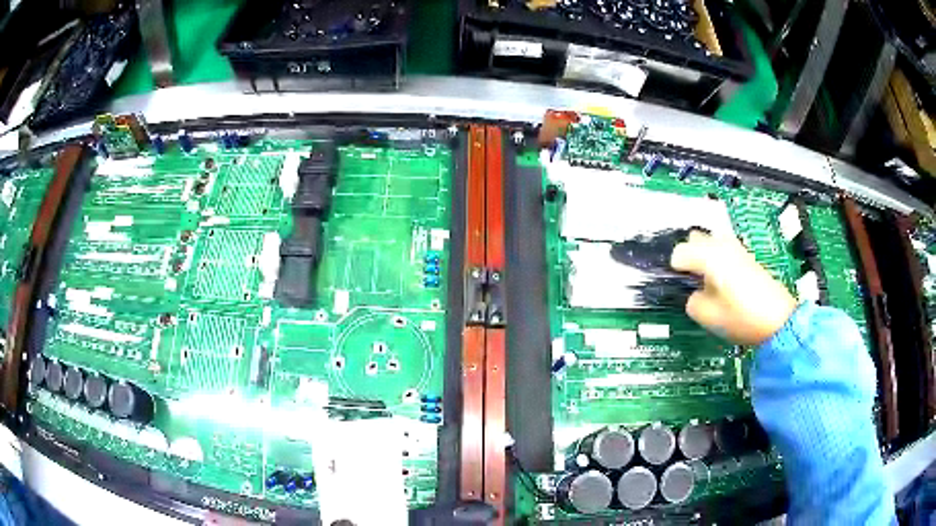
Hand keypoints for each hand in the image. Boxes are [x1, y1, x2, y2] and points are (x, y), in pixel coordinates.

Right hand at [670, 231, 796, 345]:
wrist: (778, 320)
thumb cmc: (742, 317)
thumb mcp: (708, 316)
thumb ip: (692, 302)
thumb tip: (694, 295)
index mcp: (709, 256)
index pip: (679, 253)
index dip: (674, 270)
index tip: (677, 285)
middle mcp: (721, 245)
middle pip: (694, 239)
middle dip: (688, 256)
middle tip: (689, 280)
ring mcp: (736, 248)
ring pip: (710, 242)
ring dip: (703, 255)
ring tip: (706, 281)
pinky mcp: (747, 256)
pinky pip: (723, 249)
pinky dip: (717, 259)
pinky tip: (722, 282)